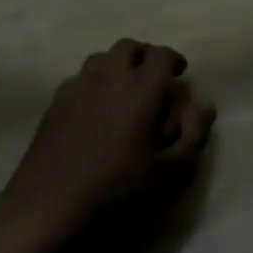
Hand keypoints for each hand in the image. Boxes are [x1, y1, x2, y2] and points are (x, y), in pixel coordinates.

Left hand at [1, 38, 214, 237]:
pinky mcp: (54, 102)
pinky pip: (80, 78)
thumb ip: (193, 134)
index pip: (161, 54)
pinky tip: (95, 109)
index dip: (173, 60)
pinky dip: (94, 82)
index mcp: (141, 88)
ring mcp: (77, 86)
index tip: (179, 74)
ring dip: (117, 66)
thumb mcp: (170, 173)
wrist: (48, 206)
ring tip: (124, 91)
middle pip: (128, 47)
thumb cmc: (117, 191)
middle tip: (152, 78)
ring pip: (101, 58)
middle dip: (144, 56)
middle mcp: (109, 76)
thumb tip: (203, 104)